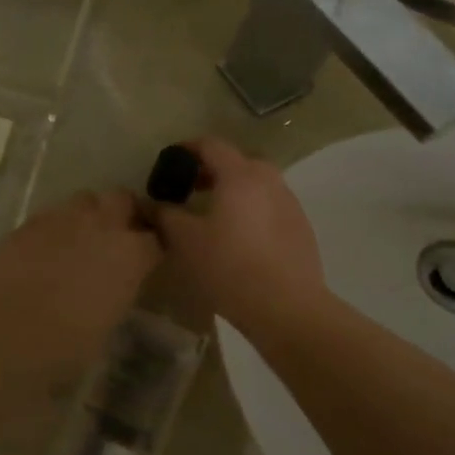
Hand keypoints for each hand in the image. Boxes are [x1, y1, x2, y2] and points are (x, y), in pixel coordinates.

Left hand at [0, 191, 160, 375]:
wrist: (12, 329)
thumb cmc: (70, 342)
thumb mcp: (110, 320)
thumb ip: (118, 290)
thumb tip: (112, 286)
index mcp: (131, 253)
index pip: (153, 240)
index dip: (149, 250)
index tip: (144, 261)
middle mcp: (102, 224)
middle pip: (121, 199)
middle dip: (122, 212)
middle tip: (115, 236)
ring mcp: (63, 217)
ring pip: (84, 199)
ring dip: (87, 214)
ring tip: (79, 238)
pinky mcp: (30, 222)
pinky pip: (51, 215)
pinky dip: (55, 227)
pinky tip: (45, 249)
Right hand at [154, 138, 331, 339]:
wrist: (287, 308)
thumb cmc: (229, 266)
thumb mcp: (184, 240)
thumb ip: (165, 214)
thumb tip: (152, 204)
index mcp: (239, 175)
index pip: (211, 145)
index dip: (187, 148)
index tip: (170, 161)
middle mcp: (269, 181)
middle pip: (238, 161)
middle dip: (212, 169)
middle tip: (190, 188)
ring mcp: (290, 204)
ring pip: (257, 184)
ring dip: (233, 190)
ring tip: (213, 214)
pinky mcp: (301, 229)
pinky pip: (270, 206)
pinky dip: (251, 209)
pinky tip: (238, 237)